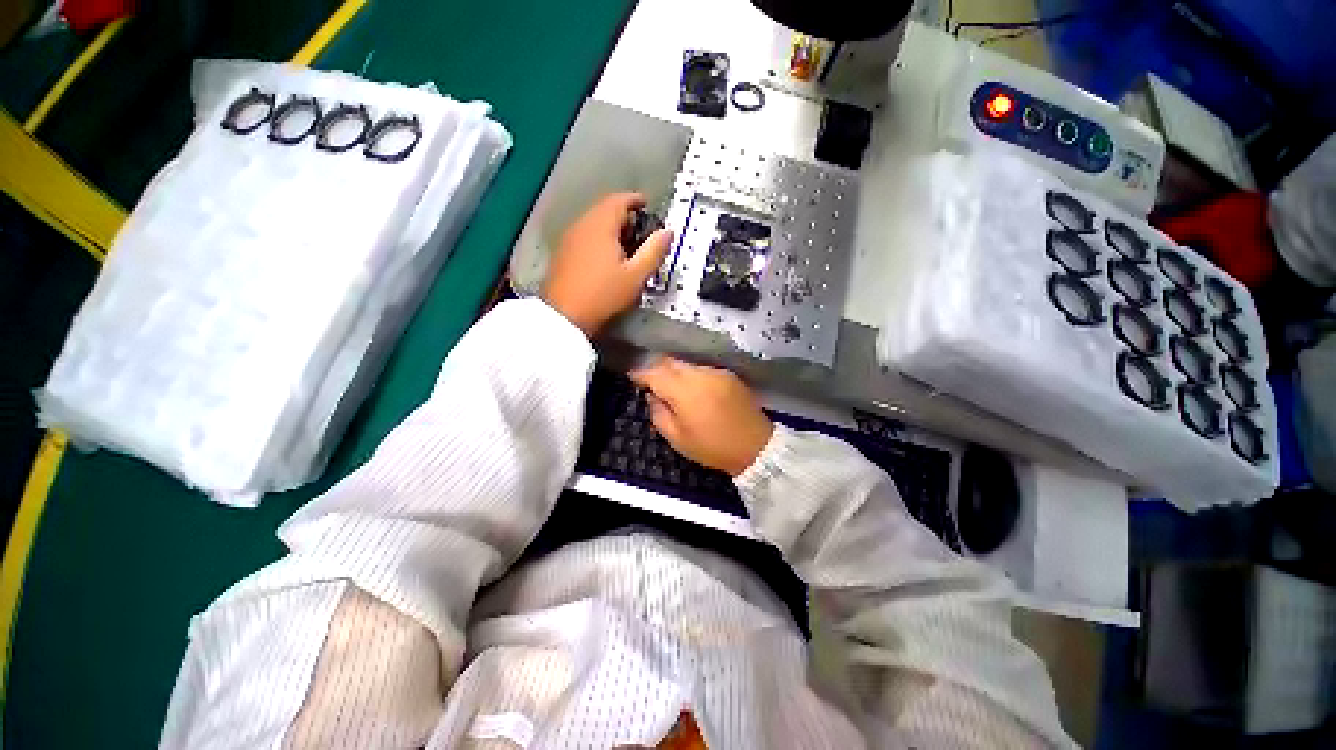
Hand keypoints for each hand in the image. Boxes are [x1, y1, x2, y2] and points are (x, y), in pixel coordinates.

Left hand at [542, 193, 672, 336]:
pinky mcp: (562, 252)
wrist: (564, 315)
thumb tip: (668, 232)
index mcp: (601, 225)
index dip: (636, 200)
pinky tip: (605, 257)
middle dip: (624, 215)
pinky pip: (584, 235)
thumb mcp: (636, 276)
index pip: (620, 200)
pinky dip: (598, 237)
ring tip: (625, 246)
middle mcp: (582, 224)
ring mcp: (569, 238)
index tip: (647, 206)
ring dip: (610, 227)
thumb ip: (654, 251)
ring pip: (593, 222)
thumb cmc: (604, 294)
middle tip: (640, 231)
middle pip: (605, 209)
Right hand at [629, 357, 774, 476]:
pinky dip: (693, 375)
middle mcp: (699, 374)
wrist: (754, 446)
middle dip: (657, 369)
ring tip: (673, 388)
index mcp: (684, 391)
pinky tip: (694, 390)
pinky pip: (703, 369)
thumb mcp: (677, 438)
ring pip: (687, 365)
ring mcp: (716, 372)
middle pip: (670, 362)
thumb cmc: (711, 447)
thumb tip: (651, 395)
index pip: (655, 373)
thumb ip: (658, 413)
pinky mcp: (728, 375)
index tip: (632, 377)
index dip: (641, 373)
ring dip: (676, 372)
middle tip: (651, 382)